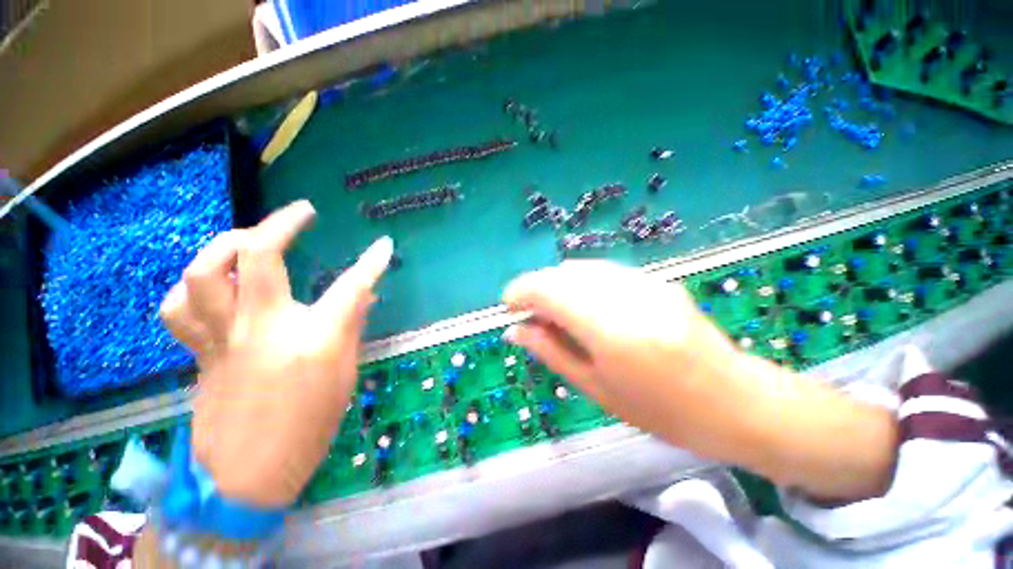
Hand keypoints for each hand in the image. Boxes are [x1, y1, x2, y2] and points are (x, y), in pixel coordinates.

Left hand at [159, 201, 392, 506]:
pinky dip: (193, 288)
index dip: (372, 263)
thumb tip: (362, 295)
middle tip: (302, 213)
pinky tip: (213, 287)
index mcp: (312, 340)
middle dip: (283, 222)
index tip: (384, 245)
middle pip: (259, 255)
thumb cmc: (308, 429)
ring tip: (249, 239)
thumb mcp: (343, 377)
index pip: (351, 286)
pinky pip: (180, 307)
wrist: (246, 478)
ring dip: (227, 243)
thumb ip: (350, 328)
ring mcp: (223, 338)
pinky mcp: (200, 351)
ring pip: (204, 271)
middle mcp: (263, 328)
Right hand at [503, 260, 897, 500]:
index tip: (508, 306)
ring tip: (554, 311)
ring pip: (582, 268)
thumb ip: (551, 351)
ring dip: (558, 285)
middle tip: (530, 315)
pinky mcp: (656, 280)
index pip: (549, 290)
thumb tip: (515, 330)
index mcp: (609, 329)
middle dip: (537, 288)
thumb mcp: (596, 388)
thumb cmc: (661, 410)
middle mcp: (625, 295)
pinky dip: (582, 283)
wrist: (735, 401)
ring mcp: (645, 282)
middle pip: (563, 274)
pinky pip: (604, 272)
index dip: (521, 291)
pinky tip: (585, 305)